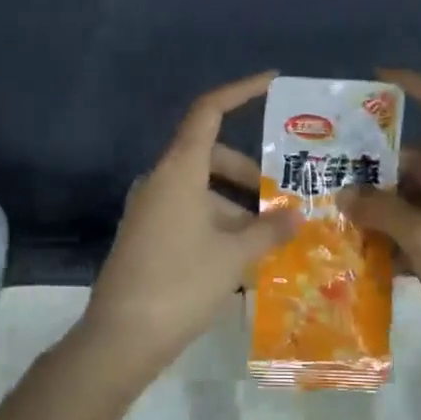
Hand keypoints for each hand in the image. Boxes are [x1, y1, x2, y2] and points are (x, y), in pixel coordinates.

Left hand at [82, 73, 299, 383]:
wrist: (122, 338)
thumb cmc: (181, 283)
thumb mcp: (234, 255)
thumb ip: (270, 230)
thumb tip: (297, 214)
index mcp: (179, 172)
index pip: (208, 113)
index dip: (239, 92)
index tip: (272, 81)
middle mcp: (161, 182)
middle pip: (210, 156)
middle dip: (249, 173)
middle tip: (284, 197)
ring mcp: (151, 211)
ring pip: (203, 191)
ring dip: (237, 206)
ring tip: (274, 235)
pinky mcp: (148, 237)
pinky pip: (191, 215)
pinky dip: (219, 224)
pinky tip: (246, 257)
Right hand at [338, 69, 420, 349]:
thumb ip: (381, 211)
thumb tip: (346, 194)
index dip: (416, 88)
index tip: (377, 78)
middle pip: (418, 163)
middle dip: (377, 169)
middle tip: (332, 173)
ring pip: (414, 200)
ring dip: (381, 207)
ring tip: (337, 214)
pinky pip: (418, 231)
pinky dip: (393, 237)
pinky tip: (360, 250)